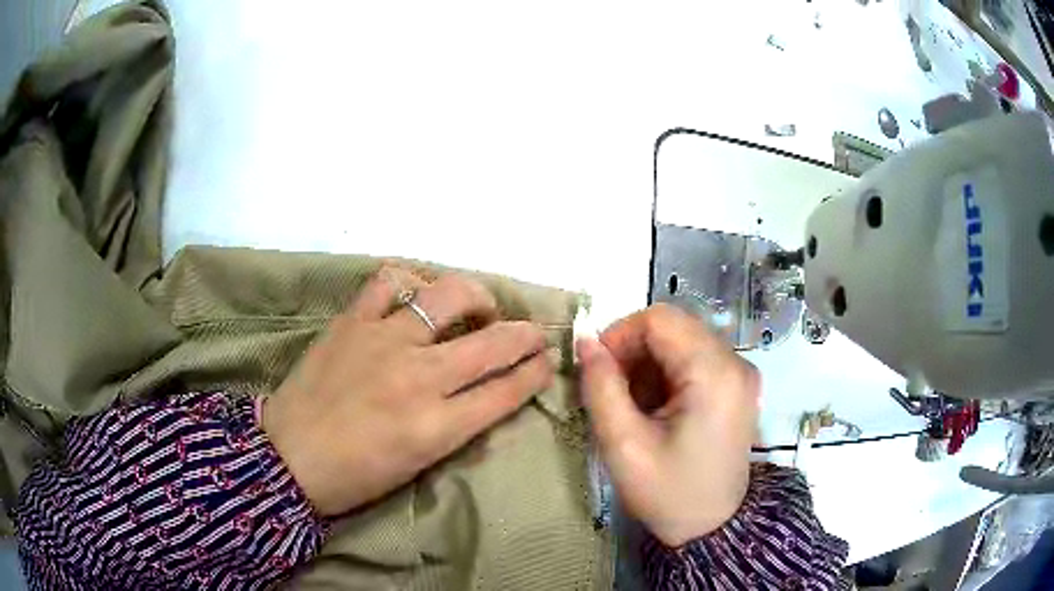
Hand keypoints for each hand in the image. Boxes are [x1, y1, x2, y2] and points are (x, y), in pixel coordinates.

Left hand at [263, 267, 553, 515]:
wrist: (289, 458)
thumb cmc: (356, 475)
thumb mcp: (419, 465)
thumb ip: (457, 427)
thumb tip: (486, 395)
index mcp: (437, 426)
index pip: (506, 390)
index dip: (535, 373)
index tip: (546, 362)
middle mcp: (419, 377)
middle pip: (493, 342)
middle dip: (527, 334)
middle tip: (533, 332)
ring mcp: (383, 341)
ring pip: (449, 297)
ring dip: (477, 297)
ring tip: (478, 306)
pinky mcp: (352, 322)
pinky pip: (388, 282)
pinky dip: (410, 282)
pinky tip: (416, 294)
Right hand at [578, 304, 758, 546]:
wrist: (711, 527)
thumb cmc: (668, 493)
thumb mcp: (624, 445)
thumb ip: (601, 387)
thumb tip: (585, 341)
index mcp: (714, 374)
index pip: (660, 319)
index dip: (620, 334)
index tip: (597, 369)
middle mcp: (735, 362)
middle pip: (673, 326)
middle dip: (633, 350)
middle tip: (612, 390)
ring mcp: (740, 373)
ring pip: (682, 340)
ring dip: (648, 363)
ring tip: (632, 405)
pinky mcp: (737, 385)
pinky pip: (694, 358)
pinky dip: (666, 373)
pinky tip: (654, 408)